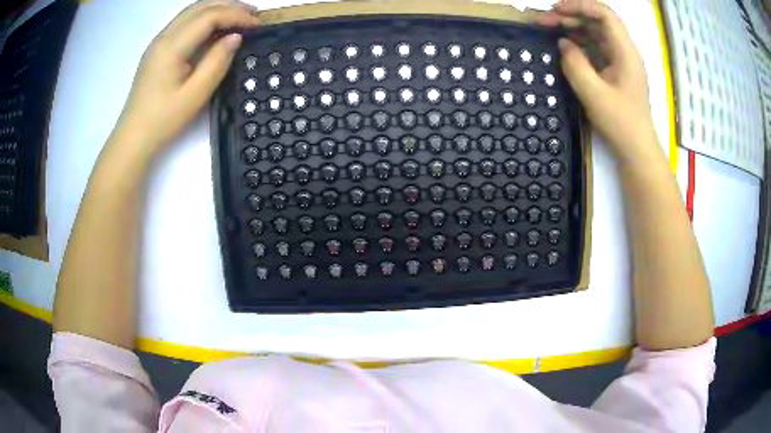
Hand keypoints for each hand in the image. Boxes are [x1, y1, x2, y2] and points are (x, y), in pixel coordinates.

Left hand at [114, 0, 259, 155]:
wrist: (134, 138)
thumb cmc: (163, 120)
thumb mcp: (195, 95)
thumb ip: (217, 62)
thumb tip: (235, 37)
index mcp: (171, 46)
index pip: (209, 17)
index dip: (236, 15)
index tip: (257, 23)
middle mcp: (163, 37)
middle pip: (200, 7)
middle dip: (229, 6)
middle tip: (253, 15)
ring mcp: (158, 42)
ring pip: (191, 12)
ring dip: (217, 9)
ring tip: (239, 17)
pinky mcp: (158, 50)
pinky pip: (184, 23)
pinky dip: (204, 19)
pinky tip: (216, 29)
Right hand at [539, 0, 655, 159]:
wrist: (636, 149)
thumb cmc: (620, 123)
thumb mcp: (593, 93)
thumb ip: (574, 64)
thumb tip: (563, 44)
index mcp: (625, 52)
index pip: (604, 14)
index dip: (580, 5)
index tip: (556, 10)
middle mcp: (624, 51)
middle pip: (597, 20)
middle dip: (570, 15)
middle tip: (545, 21)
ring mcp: (619, 60)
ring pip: (595, 32)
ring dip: (572, 27)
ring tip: (549, 29)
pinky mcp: (614, 70)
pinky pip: (595, 47)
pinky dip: (578, 42)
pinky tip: (564, 45)